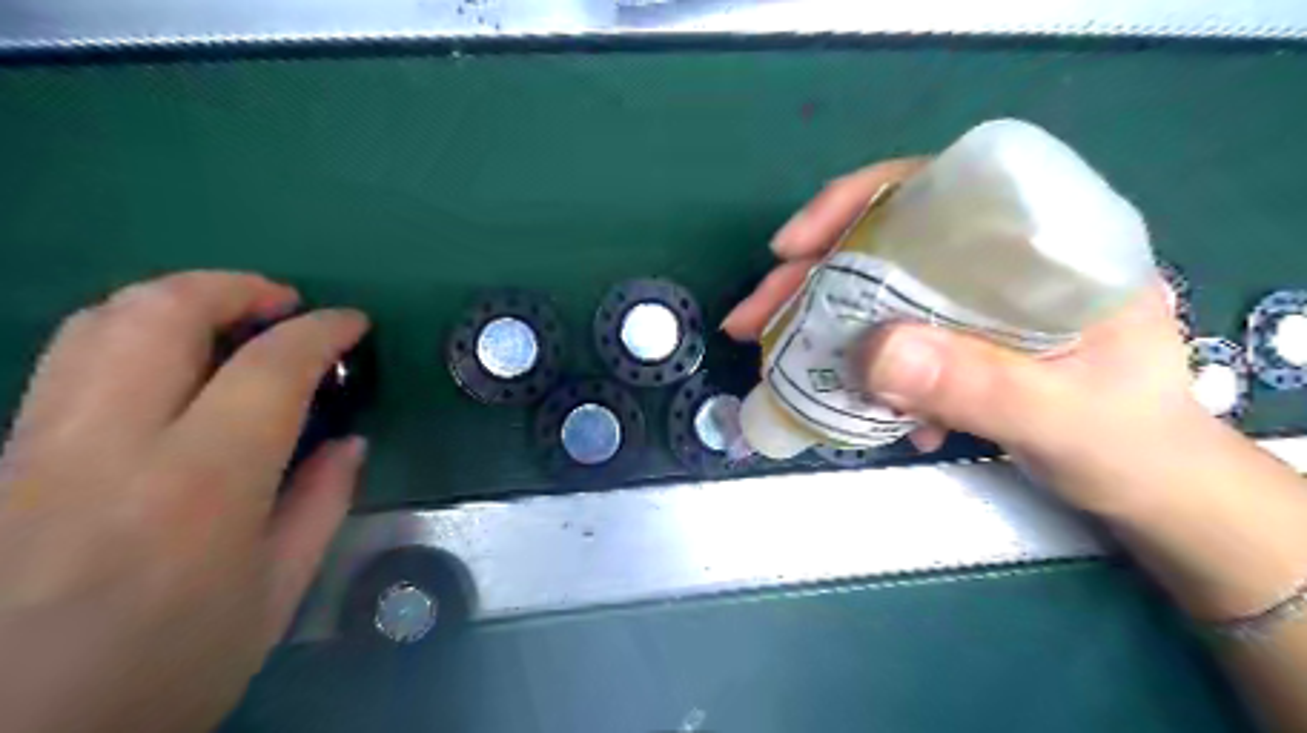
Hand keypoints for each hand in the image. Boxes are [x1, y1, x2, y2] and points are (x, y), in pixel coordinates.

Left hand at [0, 270, 370, 732]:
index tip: (352, 324)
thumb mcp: (276, 595)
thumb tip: (350, 441)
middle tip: (284, 303)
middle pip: (158, 313)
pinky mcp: (1, 460)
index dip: (321, 330)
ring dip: (177, 300)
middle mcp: (107, 448)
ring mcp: (35, 448)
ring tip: (230, 320)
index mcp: (200, 487)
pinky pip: (69, 361)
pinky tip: (171, 367)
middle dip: (234, 287)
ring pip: (96, 323)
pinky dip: (132, 335)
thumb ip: (322, 503)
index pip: (269, 367)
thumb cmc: (165, 672)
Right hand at [725, 158, 1201, 517]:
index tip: (791, 247)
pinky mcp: (954, 336)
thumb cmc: (1131, 442)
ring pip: (875, 288)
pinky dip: (856, 364)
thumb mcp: (1061, 417)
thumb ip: (977, 385)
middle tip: (751, 319)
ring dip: (818, 322)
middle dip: (808, 278)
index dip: (853, 203)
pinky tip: (854, 402)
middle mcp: (999, 255)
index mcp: (1044, 240)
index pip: (935, 185)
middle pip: (884, 241)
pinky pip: (886, 334)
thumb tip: (870, 352)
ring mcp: (970, 297)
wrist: (1150, 486)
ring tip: (772, 356)